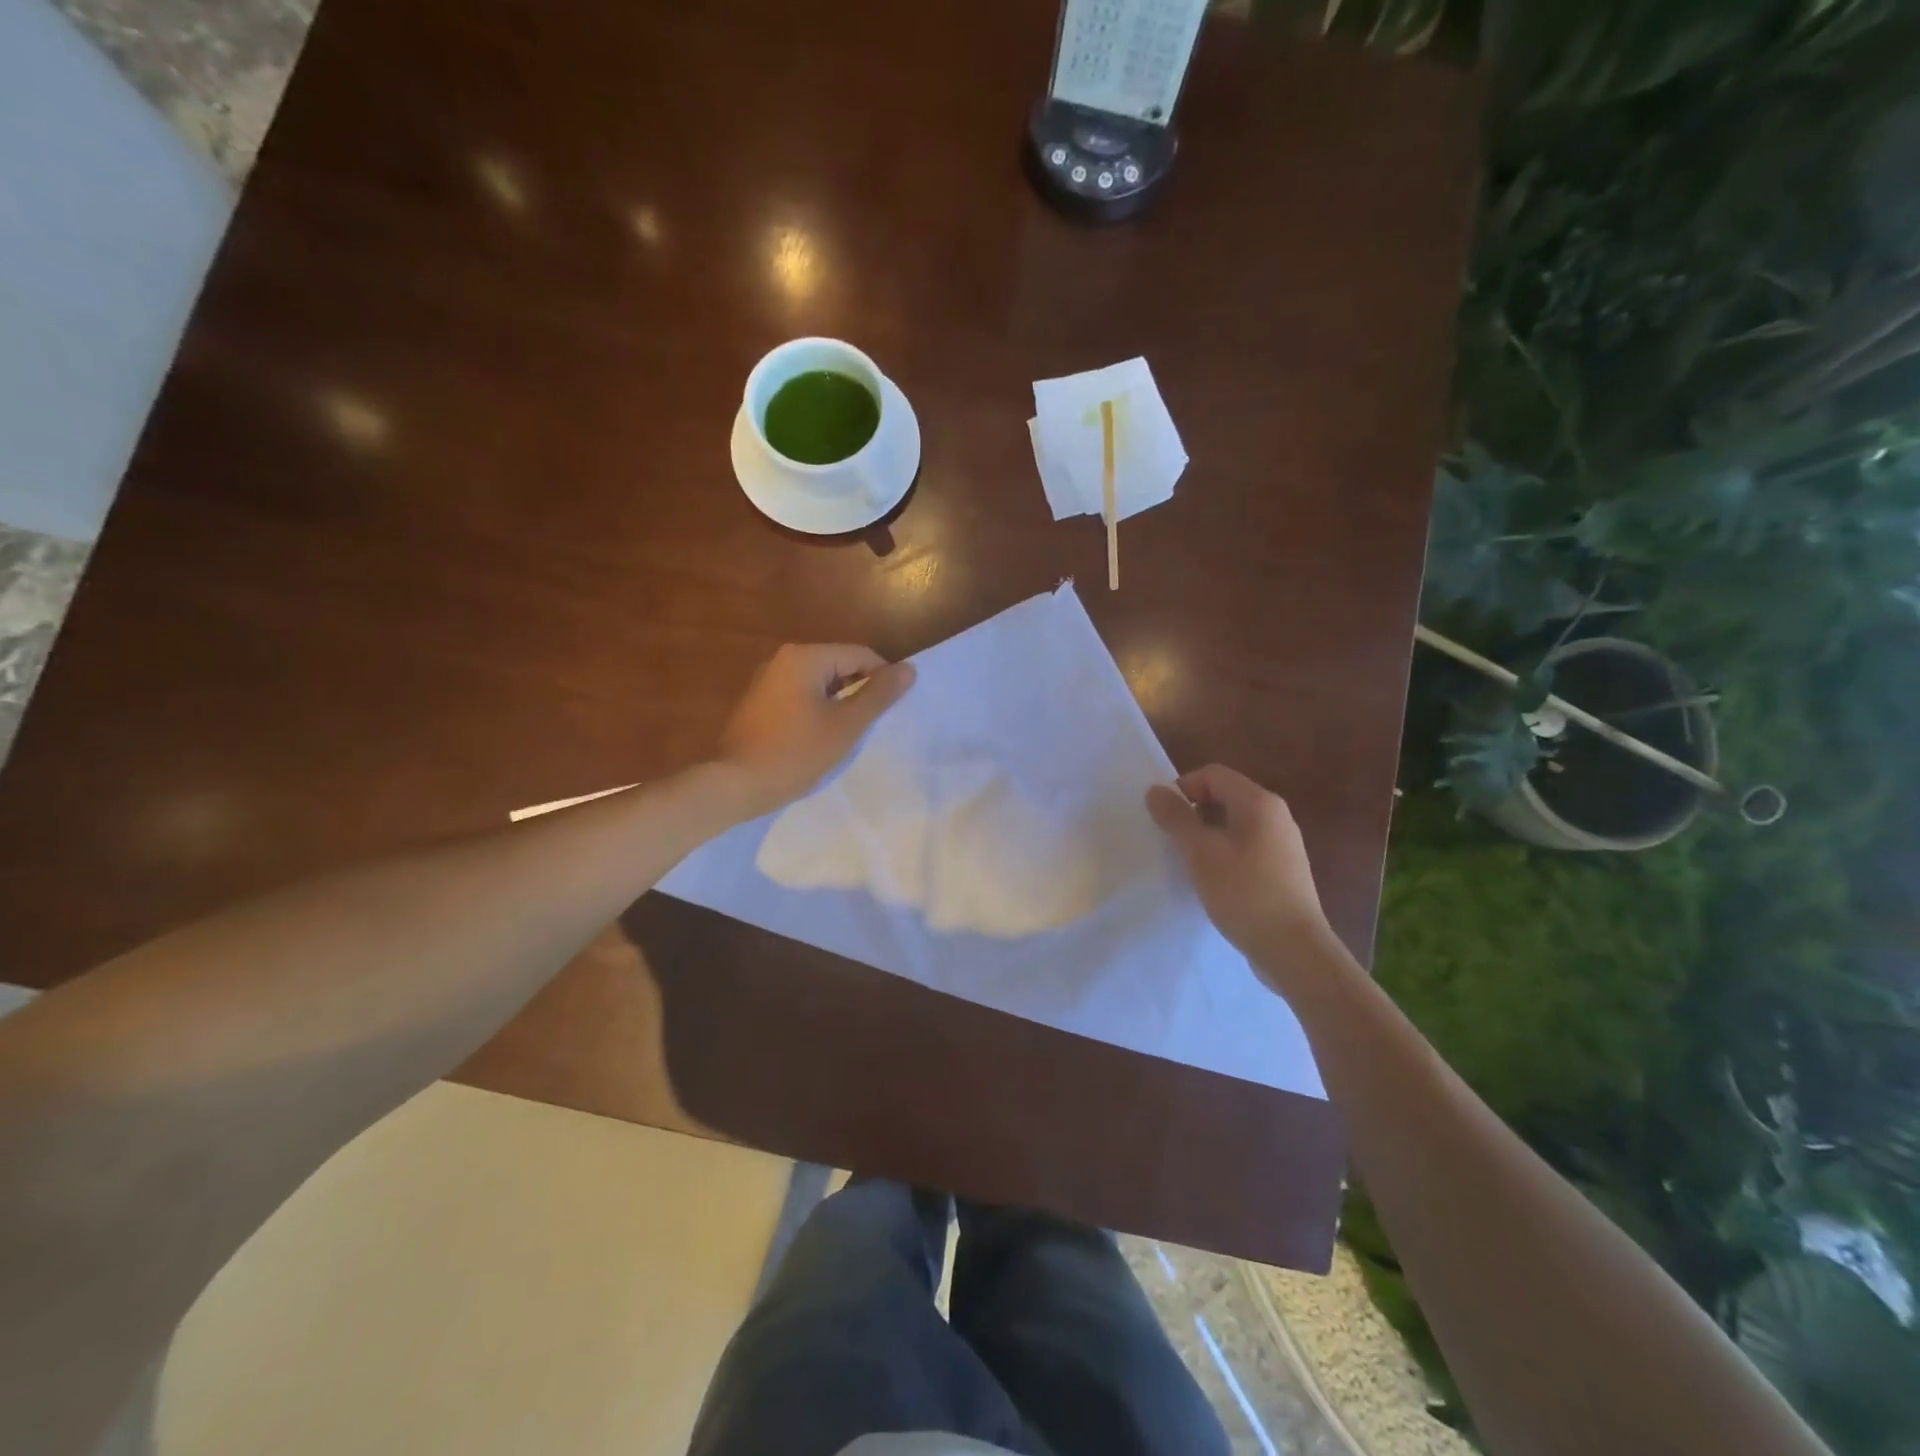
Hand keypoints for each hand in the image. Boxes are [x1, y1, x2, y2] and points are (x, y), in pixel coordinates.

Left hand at [716, 644, 915, 817]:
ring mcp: (768, 679)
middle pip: (839, 665)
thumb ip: (878, 695)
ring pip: (820, 682)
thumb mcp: (845, 725)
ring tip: (849, 733)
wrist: (735, 783)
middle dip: (860, 691)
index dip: (883, 679)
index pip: (860, 655)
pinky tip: (821, 737)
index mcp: (805, 657)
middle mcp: (784, 659)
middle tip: (872, 725)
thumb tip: (909, 669)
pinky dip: (818, 710)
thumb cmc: (795, 753)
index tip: (891, 711)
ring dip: (839, 703)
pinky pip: (801, 695)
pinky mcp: (760, 701)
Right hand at [1145, 764, 1334, 976]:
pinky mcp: (1282, 869)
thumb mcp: (1200, 853)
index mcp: (1259, 803)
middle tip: (1173, 841)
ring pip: (1234, 823)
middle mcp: (1276, 815)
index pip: (1212, 774)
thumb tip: (1155, 790)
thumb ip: (1176, 818)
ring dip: (1206, 835)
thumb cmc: (1244, 893)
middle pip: (1224, 796)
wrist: (1293, 950)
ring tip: (1189, 863)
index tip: (1165, 819)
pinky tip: (1213, 880)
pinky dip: (1223, 853)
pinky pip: (1245, 846)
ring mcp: (1282, 843)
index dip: (1182, 788)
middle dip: (1193, 812)